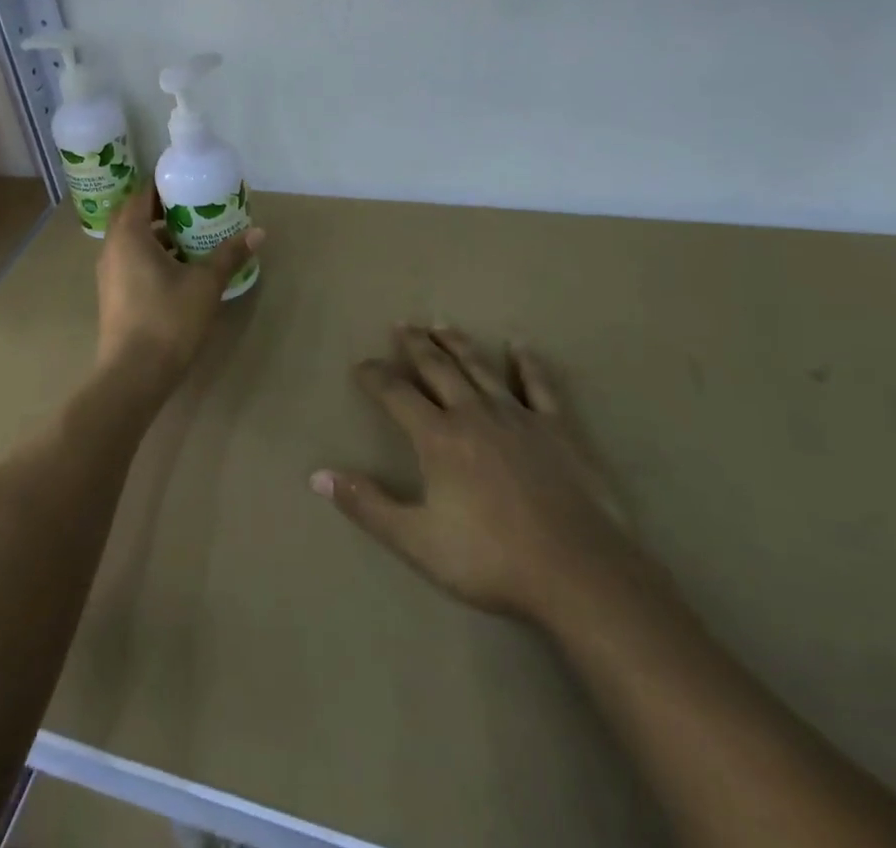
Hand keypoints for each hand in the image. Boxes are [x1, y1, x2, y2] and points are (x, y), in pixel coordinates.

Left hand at [94, 181, 262, 385]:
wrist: (133, 375)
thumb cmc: (168, 319)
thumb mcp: (205, 284)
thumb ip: (229, 255)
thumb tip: (258, 232)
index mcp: (129, 234)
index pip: (143, 194)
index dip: (166, 184)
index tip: (192, 182)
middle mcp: (113, 247)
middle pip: (136, 215)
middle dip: (164, 208)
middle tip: (196, 207)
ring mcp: (109, 273)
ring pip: (133, 240)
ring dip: (159, 234)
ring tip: (193, 236)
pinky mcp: (114, 294)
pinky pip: (132, 260)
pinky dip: (153, 255)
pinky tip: (181, 268)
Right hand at [312, 326, 651, 625]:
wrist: (577, 572)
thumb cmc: (491, 559)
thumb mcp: (417, 541)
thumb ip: (368, 506)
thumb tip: (318, 475)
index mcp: (438, 437)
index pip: (396, 394)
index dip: (375, 376)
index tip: (361, 364)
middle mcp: (473, 414)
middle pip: (438, 369)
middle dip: (416, 345)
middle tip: (403, 324)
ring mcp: (518, 417)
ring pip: (480, 368)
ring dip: (458, 344)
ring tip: (442, 324)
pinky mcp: (556, 428)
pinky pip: (538, 385)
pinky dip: (527, 363)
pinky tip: (519, 344)